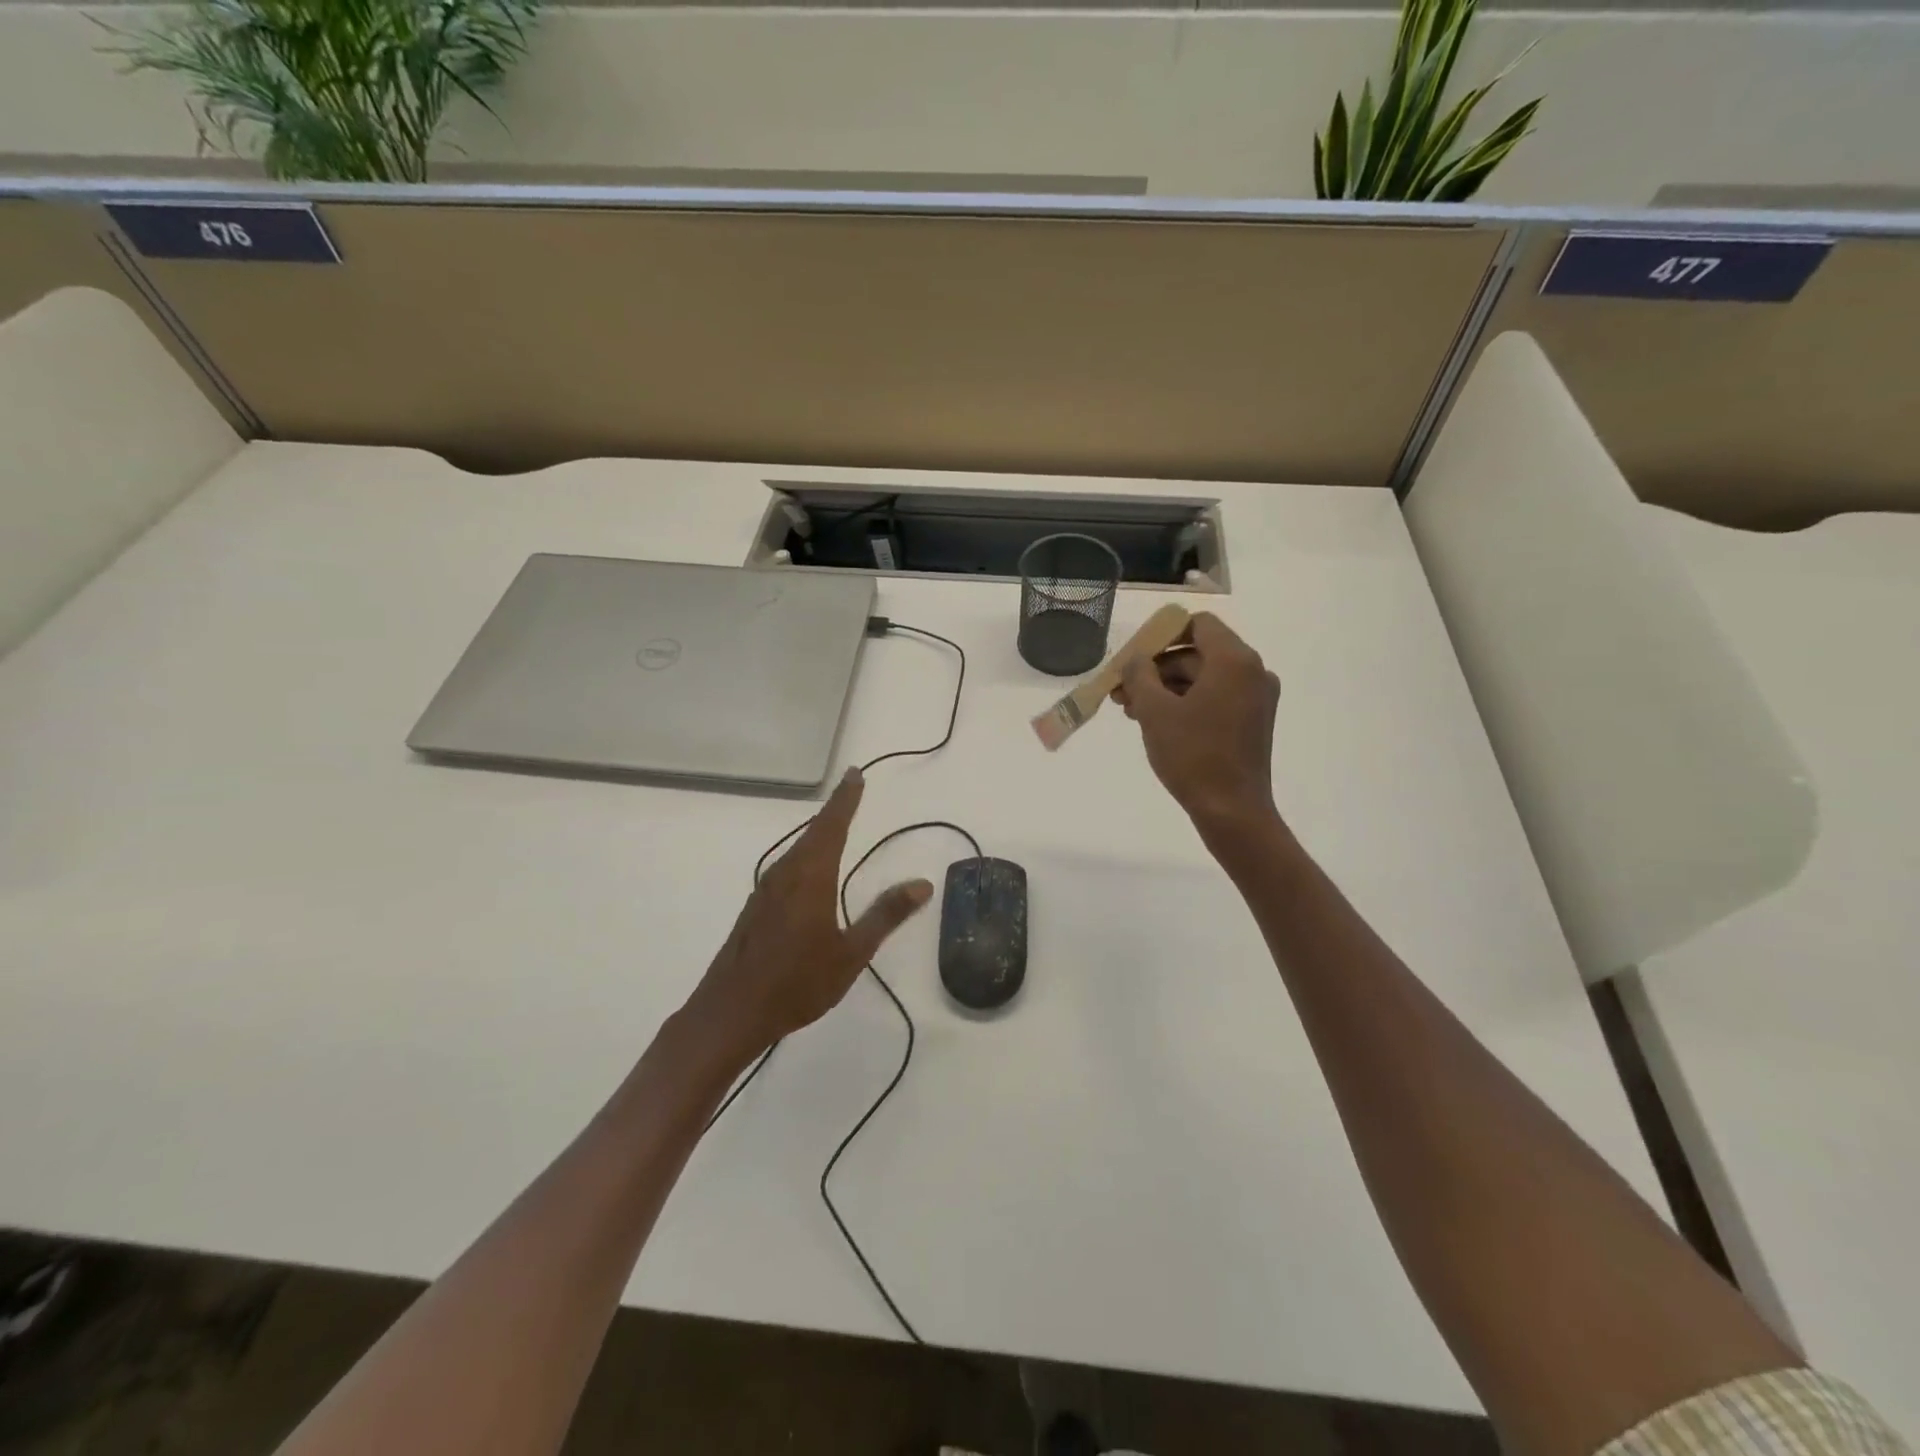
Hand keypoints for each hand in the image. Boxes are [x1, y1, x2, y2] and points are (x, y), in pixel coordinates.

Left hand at [682, 768, 933, 1065]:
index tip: (855, 773)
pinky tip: (811, 869)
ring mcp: (766, 889)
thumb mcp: (852, 952)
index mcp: (811, 876)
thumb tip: (922, 884)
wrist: (731, 1012)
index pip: (833, 825)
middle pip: (813, 831)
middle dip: (835, 810)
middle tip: (851, 789)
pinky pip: (787, 867)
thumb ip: (886, 914)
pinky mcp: (756, 907)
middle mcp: (786, 873)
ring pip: (797, 848)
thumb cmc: (798, 982)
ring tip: (836, 823)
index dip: (846, 798)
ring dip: (818, 832)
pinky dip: (805, 854)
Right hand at [1114, 612, 1281, 837]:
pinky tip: (1156, 722)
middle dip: (1157, 669)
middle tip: (1121, 691)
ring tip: (1131, 711)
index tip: (1134, 659)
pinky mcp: (1253, 721)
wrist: (1232, 811)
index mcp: (1234, 661)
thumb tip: (1136, 659)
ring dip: (1166, 688)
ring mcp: (1256, 698)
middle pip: (1197, 653)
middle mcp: (1252, 671)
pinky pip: (1215, 698)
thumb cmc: (1193, 756)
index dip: (1162, 635)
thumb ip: (1140, 674)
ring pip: (1203, 678)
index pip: (1197, 625)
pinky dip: (1186, 703)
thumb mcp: (1155, 711)